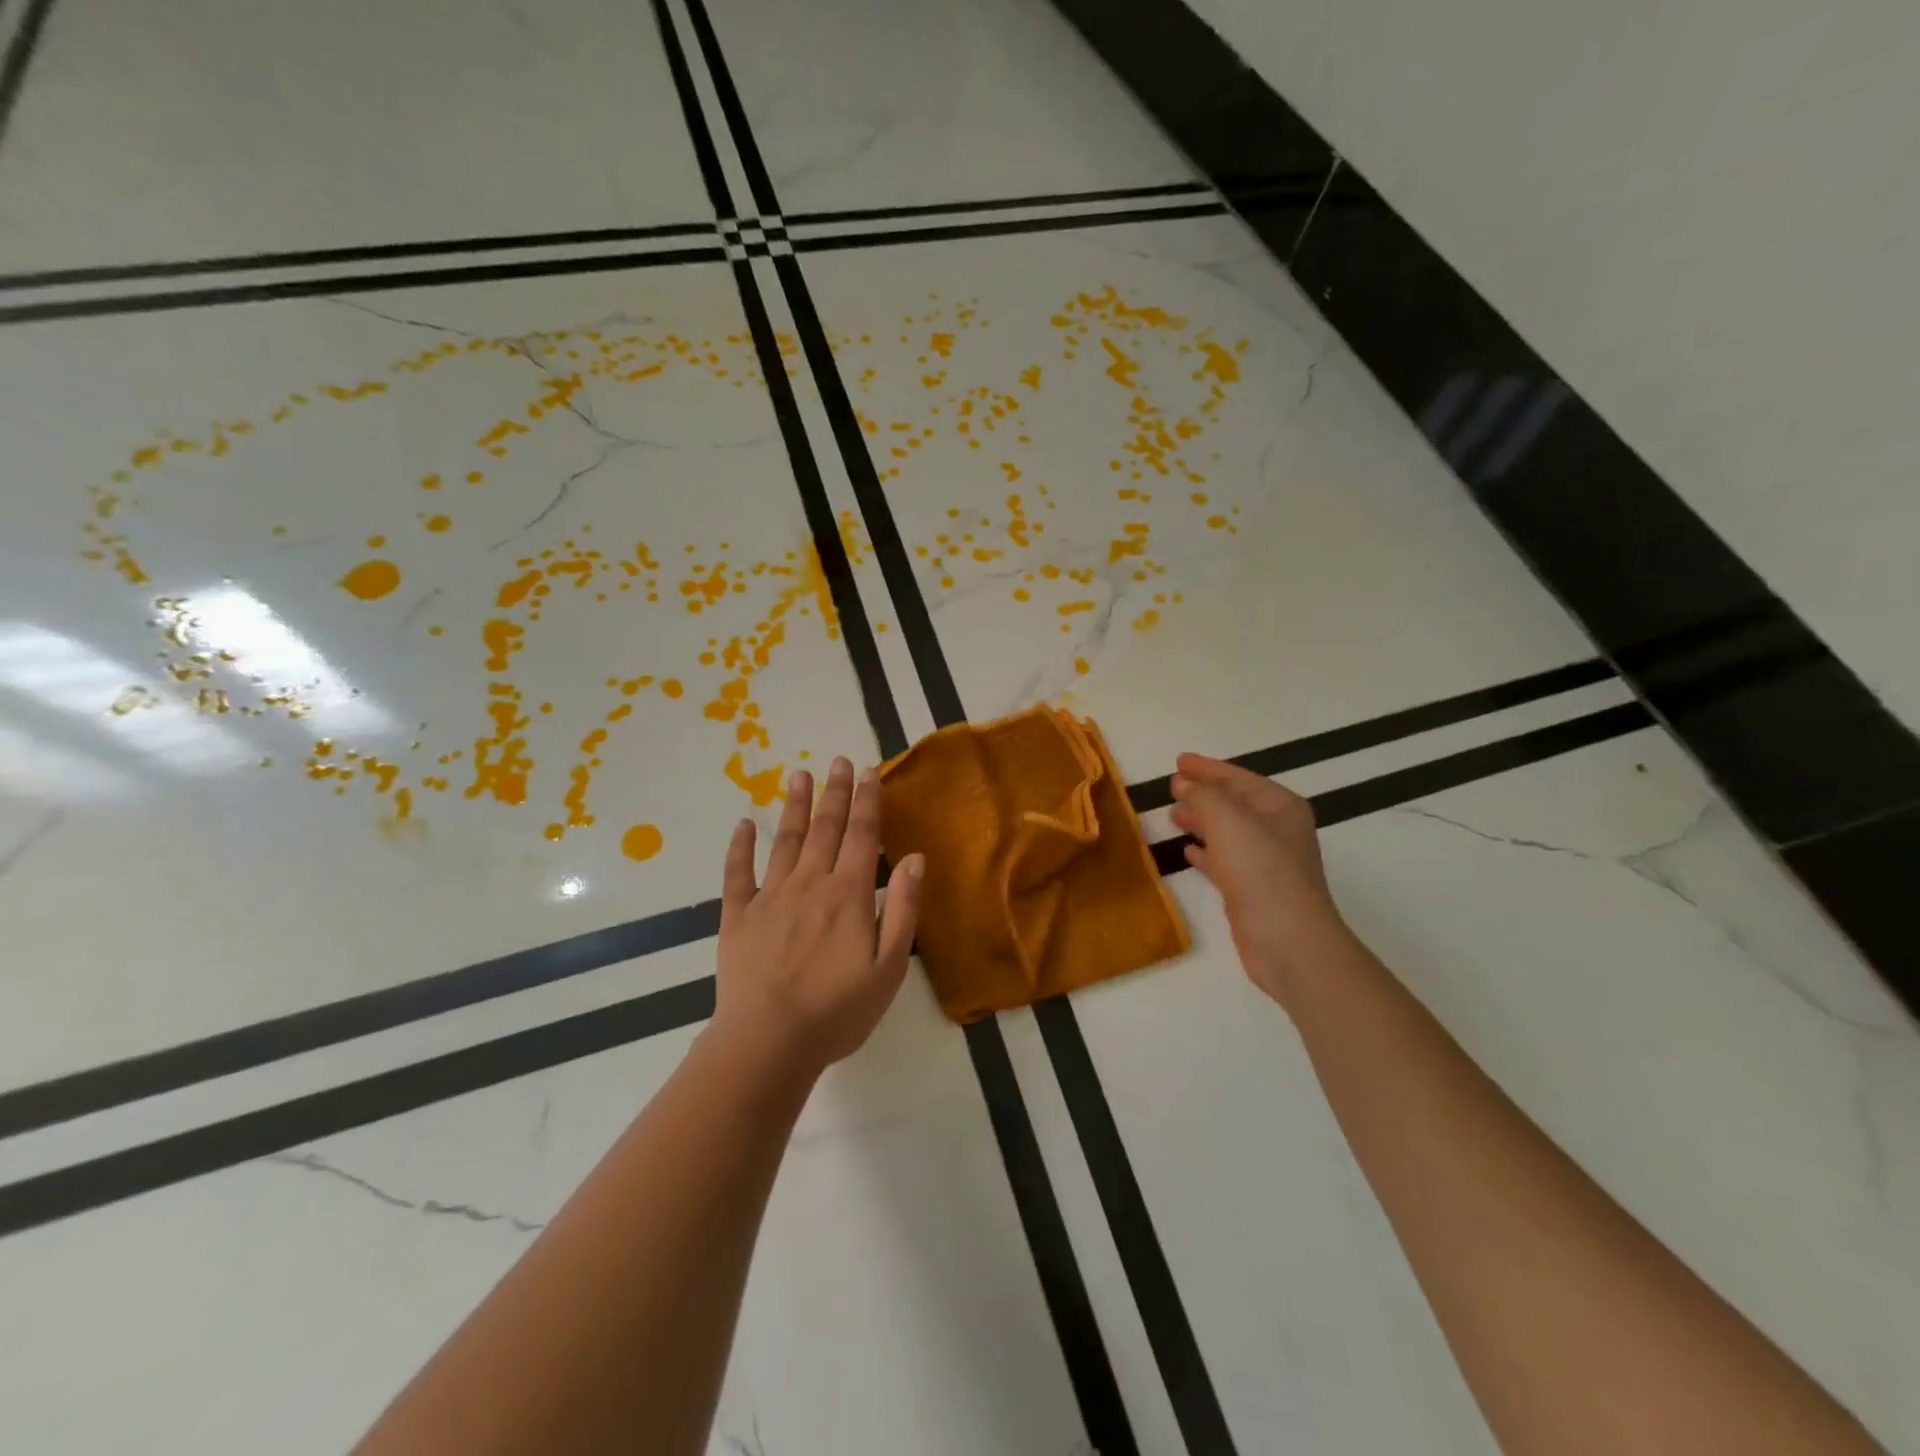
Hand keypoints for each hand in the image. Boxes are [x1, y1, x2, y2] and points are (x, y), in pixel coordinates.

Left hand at [712, 756, 923, 1083]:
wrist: (768, 1042)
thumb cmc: (837, 1010)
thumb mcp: (889, 967)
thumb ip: (903, 909)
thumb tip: (916, 859)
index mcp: (848, 894)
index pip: (862, 835)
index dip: (867, 800)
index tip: (868, 770)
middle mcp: (810, 883)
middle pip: (825, 827)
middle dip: (834, 792)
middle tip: (837, 760)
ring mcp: (770, 897)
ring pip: (785, 840)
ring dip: (793, 805)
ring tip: (797, 774)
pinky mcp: (738, 916)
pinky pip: (737, 873)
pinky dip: (739, 847)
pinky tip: (743, 825)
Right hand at [1170, 753, 1349, 1006]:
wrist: (1287, 939)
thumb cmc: (1260, 869)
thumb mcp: (1227, 819)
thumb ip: (1203, 795)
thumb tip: (1183, 783)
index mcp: (1279, 806)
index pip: (1238, 778)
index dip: (1207, 768)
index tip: (1178, 761)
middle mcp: (1277, 830)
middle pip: (1234, 803)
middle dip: (1203, 794)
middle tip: (1172, 787)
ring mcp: (1266, 862)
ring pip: (1227, 832)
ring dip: (1201, 822)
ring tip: (1173, 816)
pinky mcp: (1253, 890)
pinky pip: (1224, 861)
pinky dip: (1205, 853)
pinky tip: (1187, 852)